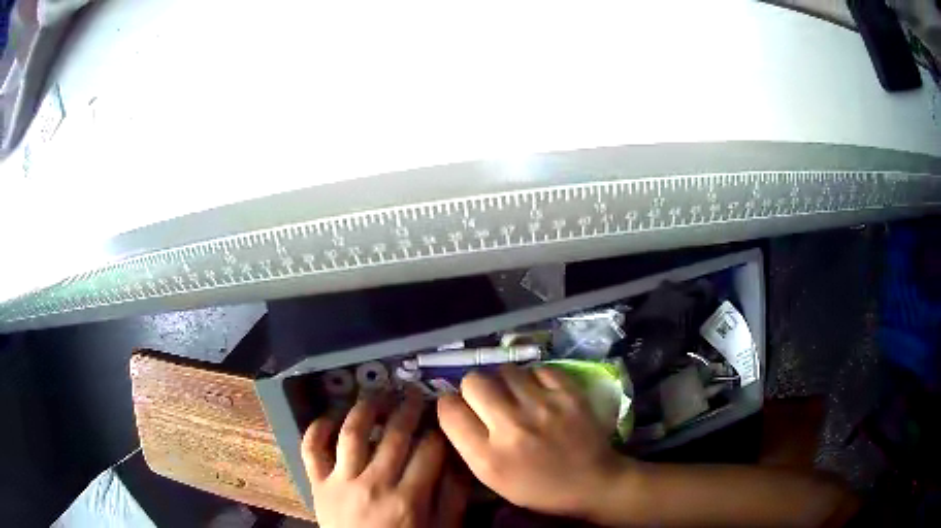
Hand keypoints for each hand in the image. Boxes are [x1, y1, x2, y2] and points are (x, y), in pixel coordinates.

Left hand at [302, 390, 467, 527]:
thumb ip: (452, 498)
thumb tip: (459, 462)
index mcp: (409, 498)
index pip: (429, 450)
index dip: (438, 430)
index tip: (441, 420)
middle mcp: (374, 484)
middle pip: (394, 435)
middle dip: (408, 408)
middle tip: (413, 393)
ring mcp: (341, 481)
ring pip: (352, 433)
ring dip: (367, 407)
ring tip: (379, 394)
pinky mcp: (318, 484)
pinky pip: (311, 450)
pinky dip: (316, 429)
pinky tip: (330, 417)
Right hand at [437, 365, 630, 519]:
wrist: (592, 482)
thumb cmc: (537, 487)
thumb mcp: (492, 479)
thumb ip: (468, 443)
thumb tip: (454, 406)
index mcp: (488, 457)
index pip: (449, 409)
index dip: (449, 404)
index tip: (459, 407)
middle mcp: (511, 427)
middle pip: (473, 381)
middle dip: (474, 388)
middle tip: (488, 400)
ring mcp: (543, 407)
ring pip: (505, 369)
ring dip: (505, 382)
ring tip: (516, 396)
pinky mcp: (569, 393)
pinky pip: (537, 369)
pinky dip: (535, 379)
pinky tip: (540, 394)